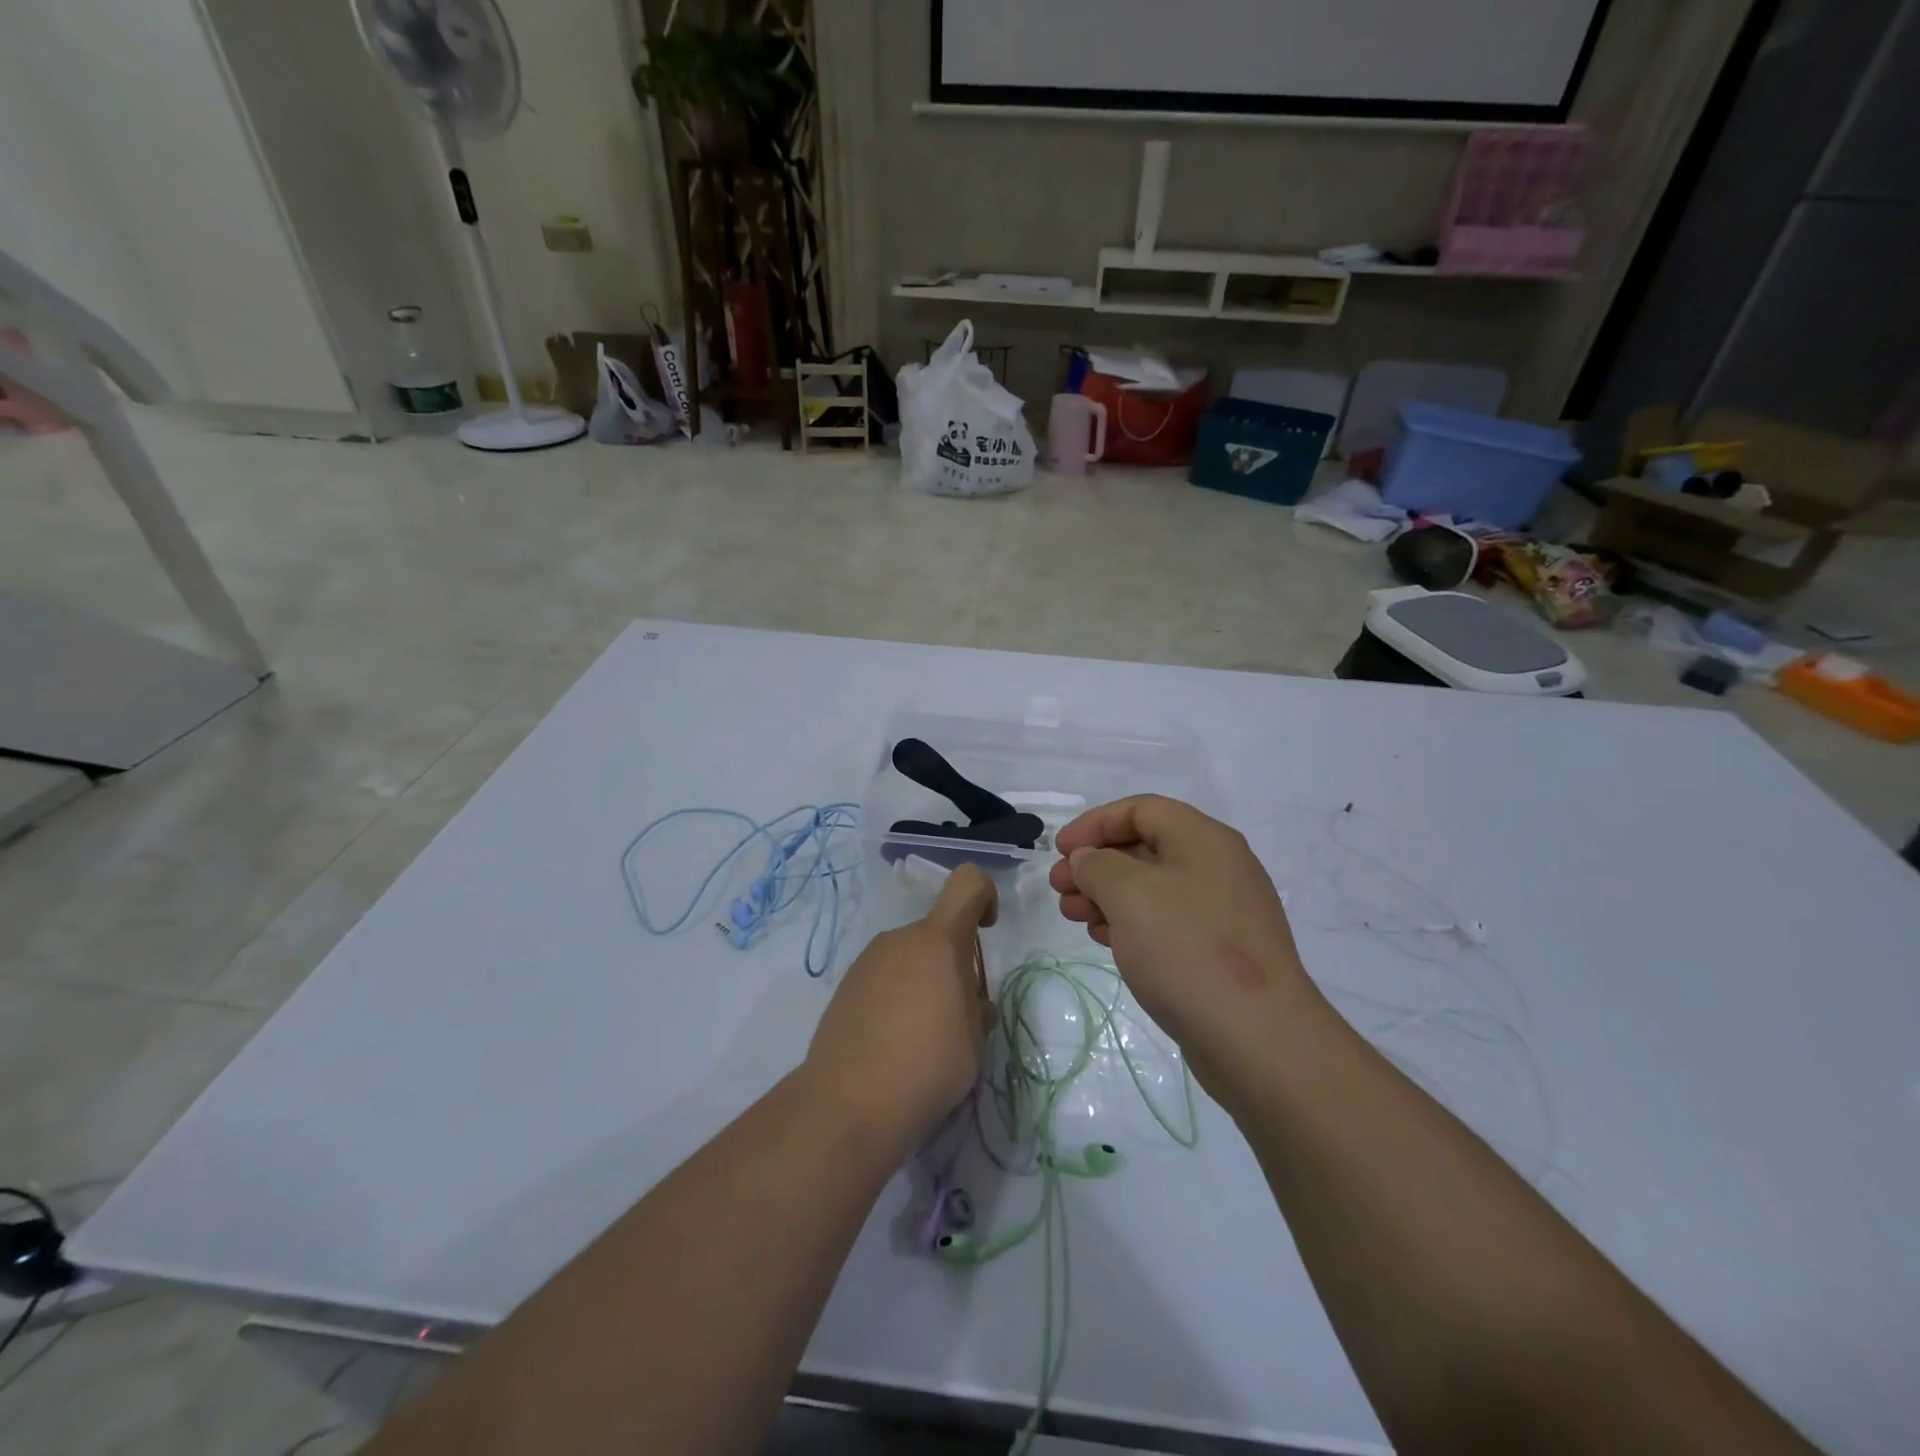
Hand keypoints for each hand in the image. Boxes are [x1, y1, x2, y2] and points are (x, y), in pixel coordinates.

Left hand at [806, 865, 998, 1150]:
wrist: (849, 1102)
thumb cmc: (928, 1064)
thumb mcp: (974, 1040)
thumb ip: (976, 1008)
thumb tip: (968, 1003)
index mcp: (939, 940)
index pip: (968, 882)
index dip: (985, 896)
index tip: (987, 932)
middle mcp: (900, 939)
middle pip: (937, 933)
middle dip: (952, 965)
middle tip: (956, 1019)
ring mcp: (867, 961)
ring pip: (909, 959)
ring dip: (923, 984)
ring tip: (921, 1041)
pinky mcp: (845, 987)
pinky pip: (883, 979)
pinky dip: (895, 1000)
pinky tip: (891, 1046)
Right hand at [1049, 796, 1311, 1061]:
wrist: (1258, 1037)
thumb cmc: (1187, 949)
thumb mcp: (1128, 894)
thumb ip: (1097, 865)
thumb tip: (1089, 860)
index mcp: (1203, 839)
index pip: (1140, 810)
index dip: (1094, 823)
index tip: (1059, 851)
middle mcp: (1217, 866)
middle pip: (1145, 847)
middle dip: (1096, 864)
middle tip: (1059, 889)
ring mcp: (1222, 912)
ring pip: (1152, 888)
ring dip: (1107, 895)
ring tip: (1073, 915)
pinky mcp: (1220, 951)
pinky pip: (1166, 922)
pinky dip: (1131, 923)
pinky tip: (1104, 939)